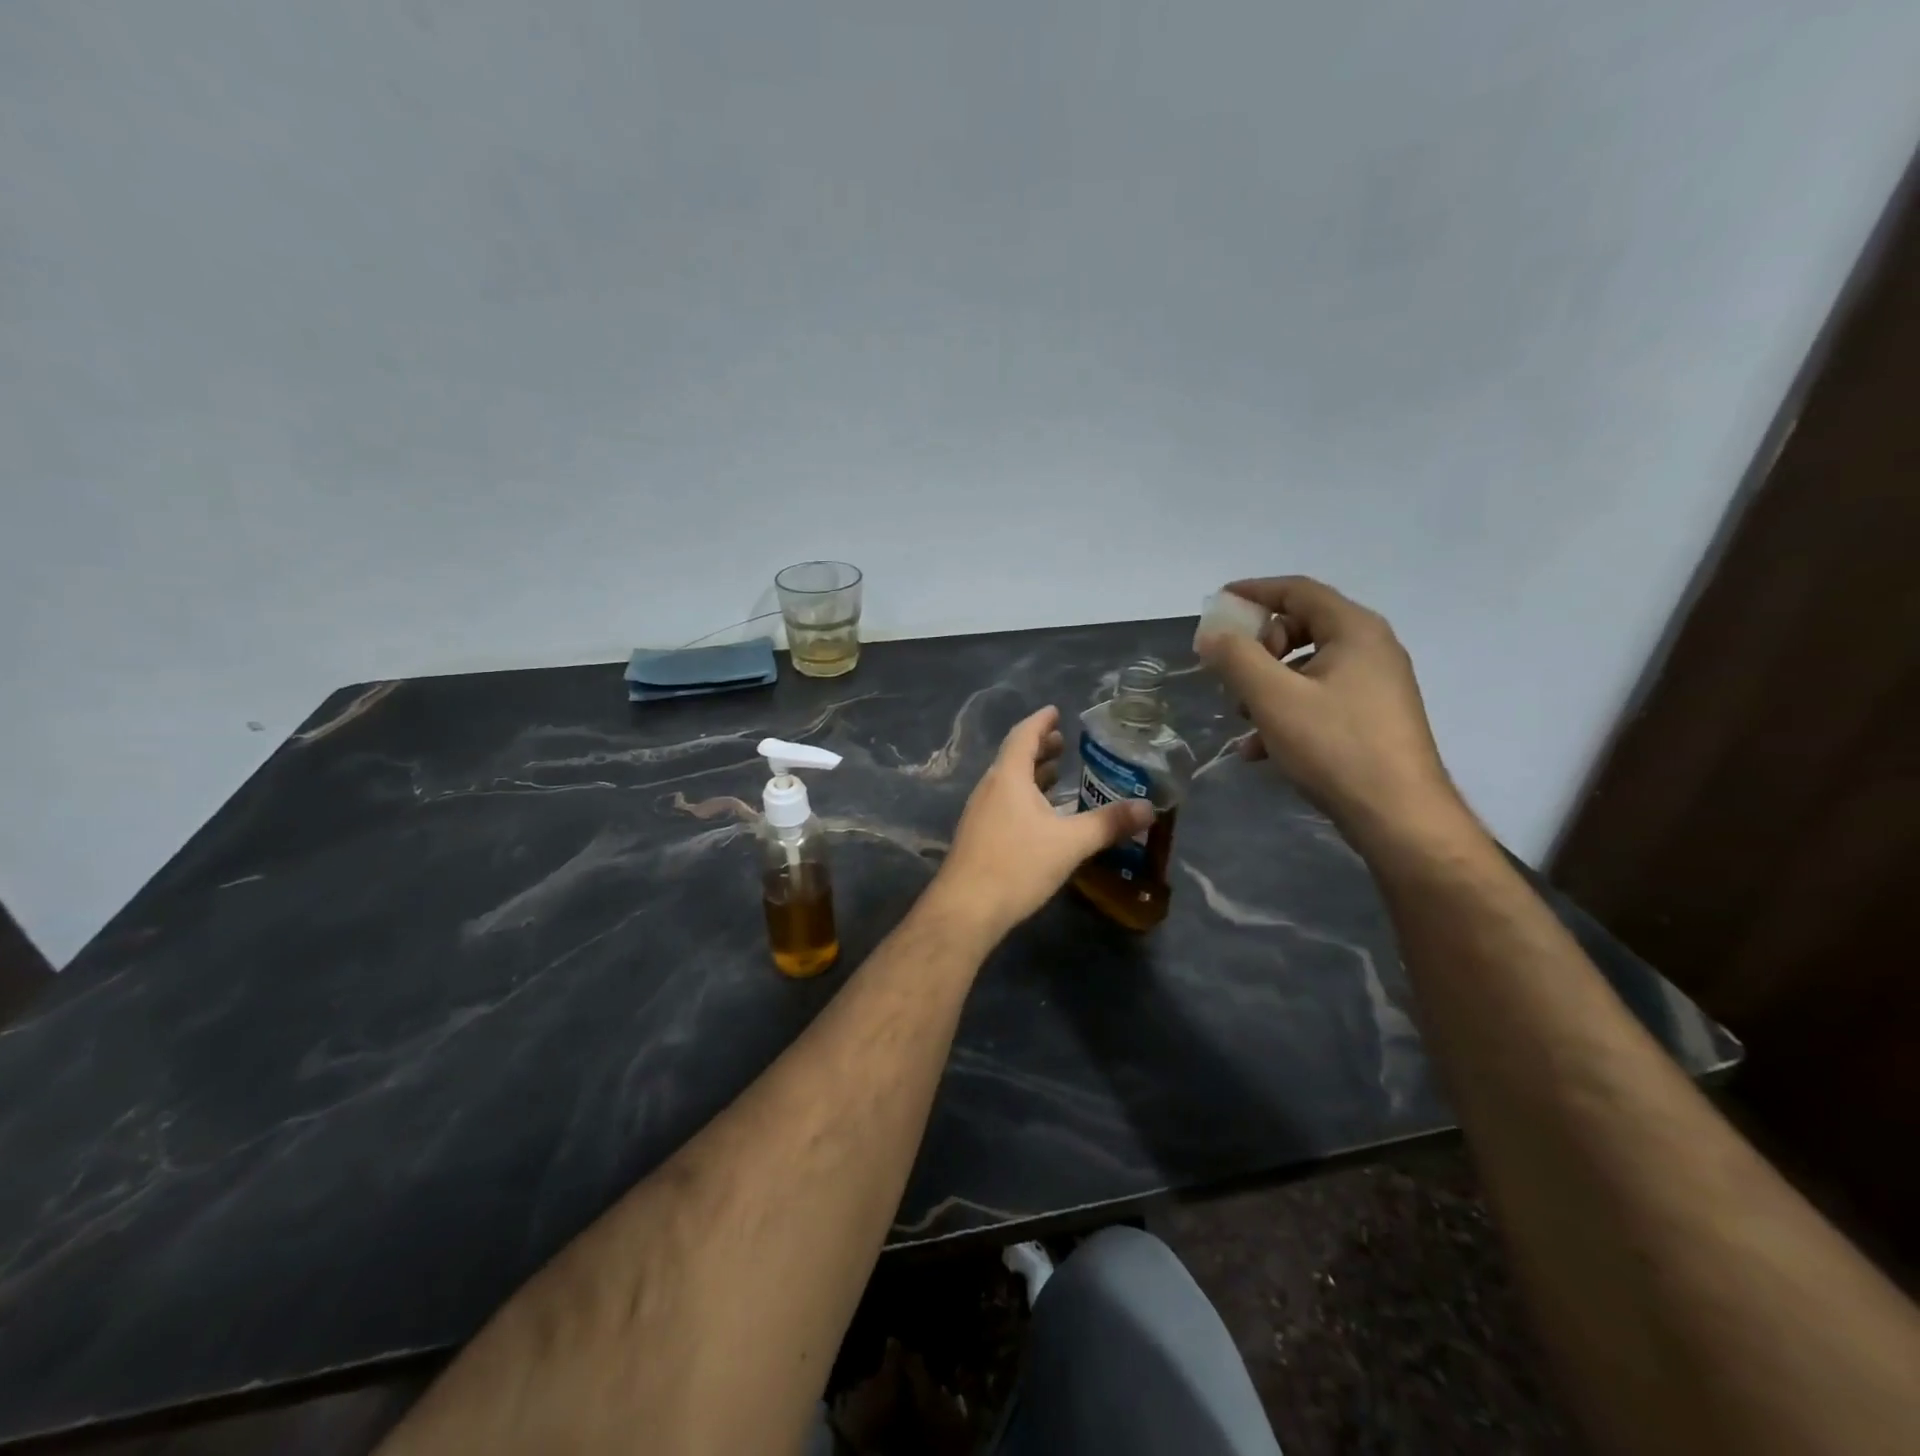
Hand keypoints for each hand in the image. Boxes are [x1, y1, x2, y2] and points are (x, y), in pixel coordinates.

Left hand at [932, 706, 1152, 934]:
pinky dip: (1025, 797)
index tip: (1055, 711)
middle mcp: (990, 788)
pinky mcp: (978, 836)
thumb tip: (1148, 808)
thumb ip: (1108, 824)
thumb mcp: (1070, 843)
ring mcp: (980, 813)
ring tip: (1057, 773)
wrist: (966, 909)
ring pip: (1008, 783)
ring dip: (1032, 774)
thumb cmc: (1017, 866)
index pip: (1024, 736)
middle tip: (1064, 742)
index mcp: (1008, 777)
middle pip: (1014, 757)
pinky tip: (1042, 816)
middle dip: (1040, 748)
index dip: (1041, 721)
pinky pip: (1004, 803)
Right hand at [1196, 576, 1466, 850]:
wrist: (1399, 816)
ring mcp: (1374, 686)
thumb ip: (1236, 657)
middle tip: (1229, 673)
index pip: (1297, 590)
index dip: (1253, 592)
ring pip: (1305, 669)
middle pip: (1300, 628)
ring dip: (1265, 686)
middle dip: (1257, 648)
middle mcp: (1370, 649)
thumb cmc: (1335, 746)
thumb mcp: (1273, 698)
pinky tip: (1259, 749)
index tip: (1216, 604)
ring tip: (1240, 718)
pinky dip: (1285, 713)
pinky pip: (1318, 700)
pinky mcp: (1371, 719)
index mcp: (1354, 630)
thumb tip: (1211, 632)